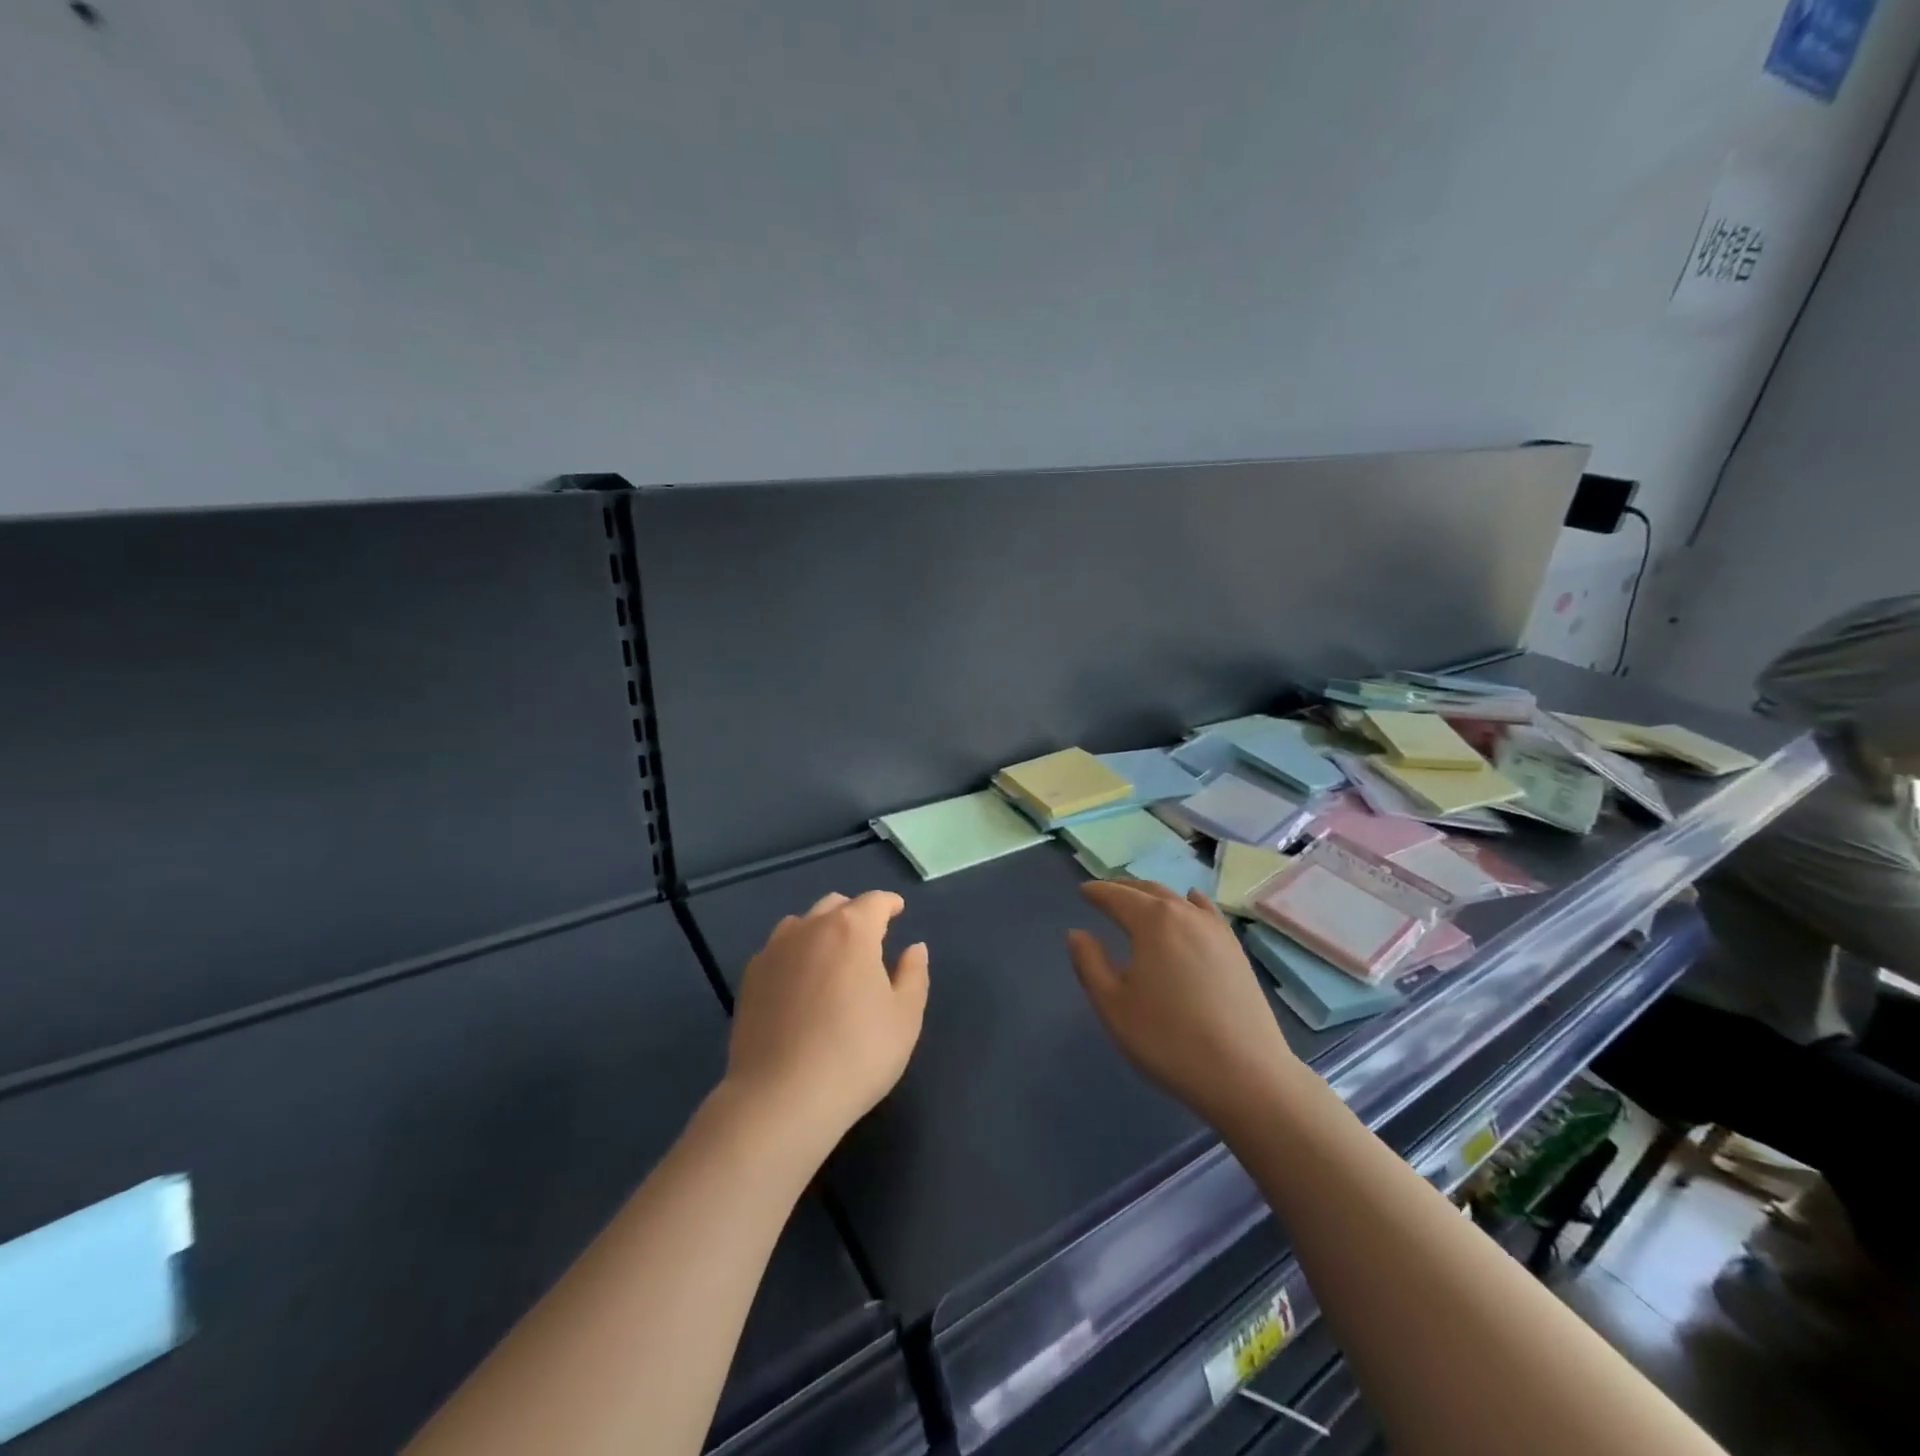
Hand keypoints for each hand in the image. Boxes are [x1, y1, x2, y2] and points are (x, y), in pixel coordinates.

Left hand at [725, 891, 928, 1153]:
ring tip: (831, 957)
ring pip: (801, 924)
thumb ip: (913, 975)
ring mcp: (774, 951)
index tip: (898, 911)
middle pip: (835, 905)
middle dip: (855, 914)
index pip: (875, 902)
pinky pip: (777, 951)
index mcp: (852, 930)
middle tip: (869, 938)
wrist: (780, 1097)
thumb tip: (914, 948)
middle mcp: (810, 929)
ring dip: (821, 930)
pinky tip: (799, 982)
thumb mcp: (904, 1018)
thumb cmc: (856, 1054)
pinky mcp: (749, 979)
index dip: (889, 903)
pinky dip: (794, 954)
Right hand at [1067, 881, 1298, 1132]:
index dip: (1097, 892)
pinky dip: (1190, 903)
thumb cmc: (1167, 1039)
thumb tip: (1077, 933)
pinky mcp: (1236, 950)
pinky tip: (1190, 904)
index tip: (1082, 891)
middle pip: (1149, 890)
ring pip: (1178, 899)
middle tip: (1105, 894)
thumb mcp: (1113, 1006)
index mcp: (1152, 921)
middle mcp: (1185, 914)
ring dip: (1153, 895)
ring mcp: (1216, 930)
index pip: (1117, 896)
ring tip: (1139, 902)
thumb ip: (1089, 963)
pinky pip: (1206, 913)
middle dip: (1124, 889)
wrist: (1245, 1075)